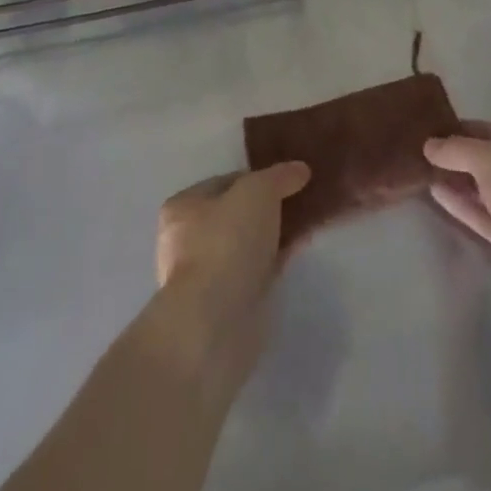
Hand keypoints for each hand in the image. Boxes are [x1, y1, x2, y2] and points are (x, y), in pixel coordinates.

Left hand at [154, 162, 309, 366]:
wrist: (216, 321)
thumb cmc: (226, 242)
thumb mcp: (257, 191)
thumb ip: (278, 176)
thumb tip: (299, 169)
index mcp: (183, 207)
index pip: (225, 182)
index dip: (257, 177)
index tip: (288, 179)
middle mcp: (189, 240)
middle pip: (238, 214)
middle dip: (269, 208)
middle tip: (301, 201)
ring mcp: (208, 275)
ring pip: (250, 244)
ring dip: (275, 235)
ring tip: (307, 224)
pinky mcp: (228, 304)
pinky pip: (259, 270)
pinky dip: (278, 259)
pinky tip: (301, 249)